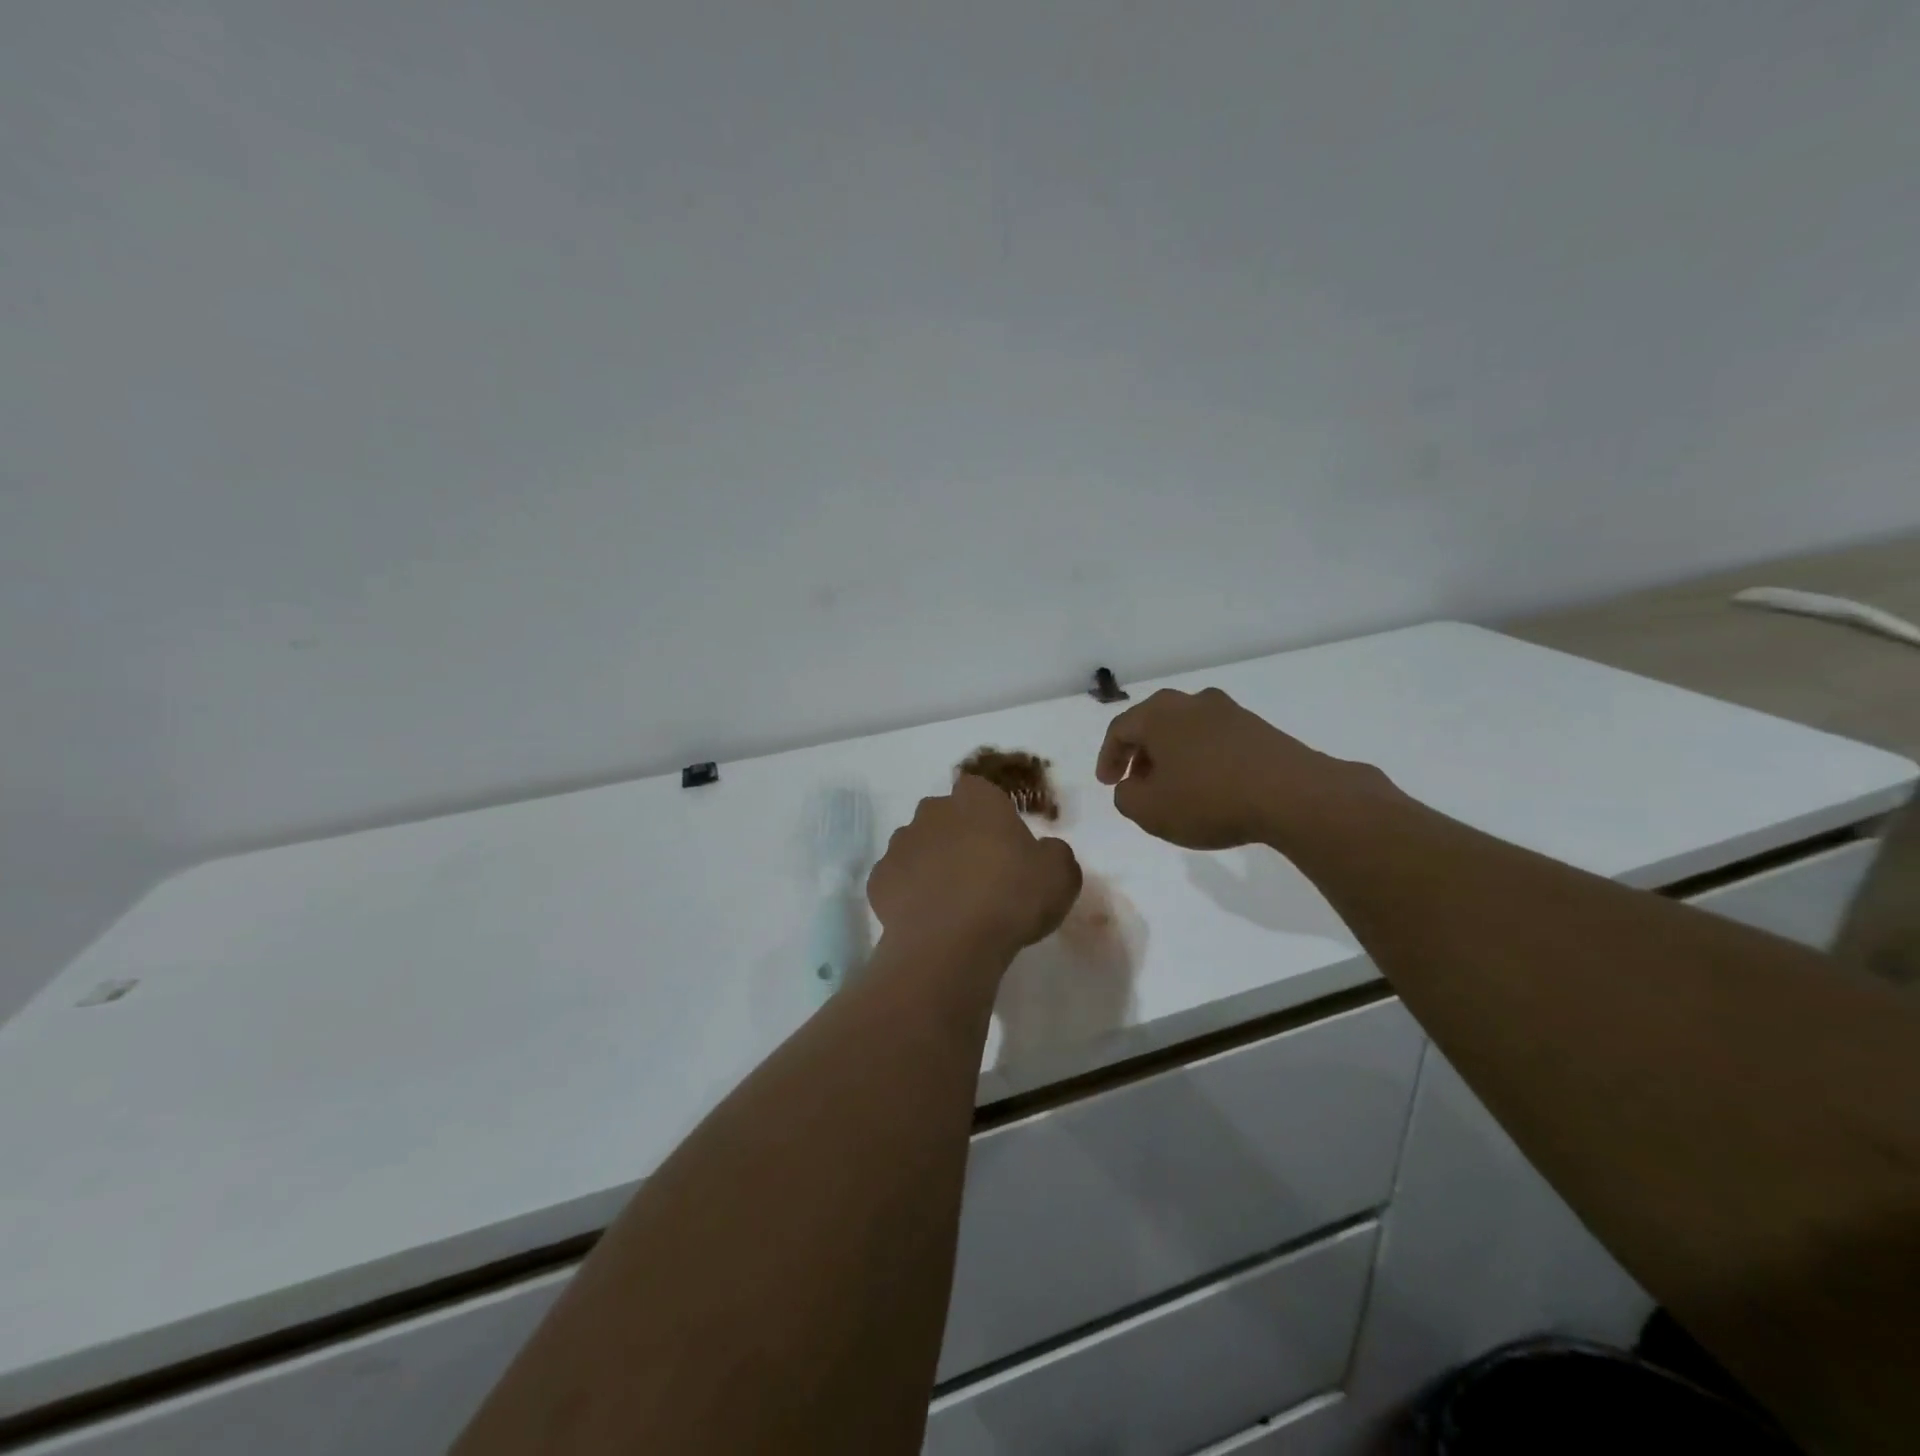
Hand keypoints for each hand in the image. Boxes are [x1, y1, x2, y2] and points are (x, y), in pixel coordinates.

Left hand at [868, 775, 1082, 960]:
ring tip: (952, 903)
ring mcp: (900, 843)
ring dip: (932, 864)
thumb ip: (1054, 853)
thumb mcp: (1061, 875)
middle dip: (958, 837)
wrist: (951, 943)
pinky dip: (909, 894)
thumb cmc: (1011, 897)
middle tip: (981, 875)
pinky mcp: (878, 879)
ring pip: (918, 847)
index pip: (980, 791)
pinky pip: (898, 880)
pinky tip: (928, 920)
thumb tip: (1043, 851)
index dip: (991, 815)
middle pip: (946, 817)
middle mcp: (933, 811)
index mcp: (976, 799)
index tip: (1004, 845)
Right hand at [1095, 687, 1396, 850]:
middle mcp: (1191, 703)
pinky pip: (1215, 739)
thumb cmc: (1209, 799)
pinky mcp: (1258, 728)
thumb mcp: (1149, 811)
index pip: (1120, 729)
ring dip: (1172, 755)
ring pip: (1186, 729)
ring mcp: (1229, 712)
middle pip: (1153, 723)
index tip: (1108, 783)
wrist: (1292, 795)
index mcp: (1159, 715)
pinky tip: (1209, 785)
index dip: (1108, 757)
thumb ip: (1126, 797)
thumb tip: (1131, 786)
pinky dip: (1201, 758)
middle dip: (1140, 753)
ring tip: (1173, 786)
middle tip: (1136, 781)